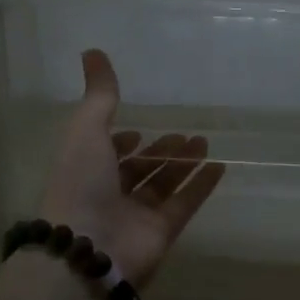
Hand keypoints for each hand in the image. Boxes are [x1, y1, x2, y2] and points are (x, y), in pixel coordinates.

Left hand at [39, 50, 225, 286]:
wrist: (88, 249)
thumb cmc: (81, 183)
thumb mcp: (86, 130)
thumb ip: (99, 94)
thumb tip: (92, 51)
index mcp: (85, 170)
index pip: (106, 153)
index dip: (121, 141)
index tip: (139, 127)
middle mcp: (108, 193)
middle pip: (139, 169)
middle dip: (160, 150)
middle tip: (185, 133)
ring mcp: (136, 216)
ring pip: (163, 184)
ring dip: (183, 163)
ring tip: (205, 141)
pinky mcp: (161, 233)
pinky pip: (184, 205)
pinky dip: (201, 187)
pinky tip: (219, 167)